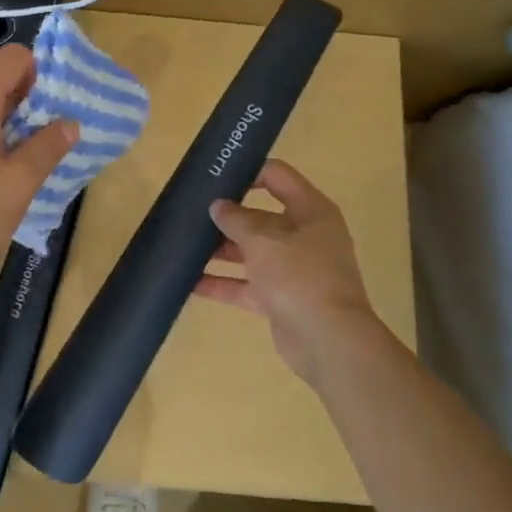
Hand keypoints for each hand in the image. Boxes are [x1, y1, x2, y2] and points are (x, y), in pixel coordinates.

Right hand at [194, 160, 386, 383]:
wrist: (327, 340)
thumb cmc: (299, 276)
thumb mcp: (263, 240)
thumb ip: (236, 220)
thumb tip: (218, 206)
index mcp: (311, 212)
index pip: (278, 177)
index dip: (248, 171)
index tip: (216, 176)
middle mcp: (305, 237)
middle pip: (261, 218)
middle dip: (227, 217)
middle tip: (191, 213)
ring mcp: (293, 270)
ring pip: (251, 253)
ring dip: (220, 251)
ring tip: (184, 246)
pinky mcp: (280, 298)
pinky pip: (246, 285)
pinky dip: (222, 284)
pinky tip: (190, 283)